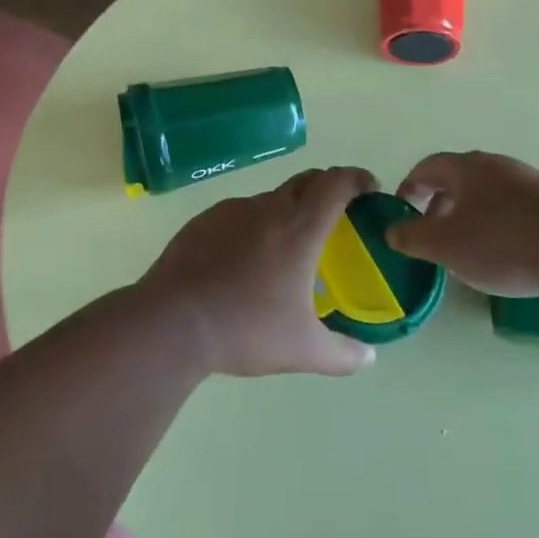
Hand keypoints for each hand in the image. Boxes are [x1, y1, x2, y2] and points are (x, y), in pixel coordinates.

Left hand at [139, 167, 380, 378]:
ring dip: (287, 211)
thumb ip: (342, 355)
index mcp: (299, 229)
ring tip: (285, 249)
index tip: (369, 190)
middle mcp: (267, 209)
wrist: (169, 323)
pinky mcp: (202, 222)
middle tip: (336, 217)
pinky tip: (243, 262)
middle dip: (327, 190)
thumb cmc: (245, 330)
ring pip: (270, 199)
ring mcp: (230, 211)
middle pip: (306, 181)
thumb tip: (368, 358)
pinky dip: (252, 227)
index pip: (336, 183)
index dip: (357, 178)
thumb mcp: (302, 351)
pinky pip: (238, 215)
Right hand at [388, 151, 538, 297]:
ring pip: (488, 195)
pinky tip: (503, 255)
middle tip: (430, 233)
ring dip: (469, 216)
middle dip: (439, 204)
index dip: (409, 186)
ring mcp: (530, 183)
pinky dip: (498, 227)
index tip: (401, 210)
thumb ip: (412, 236)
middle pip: (459, 179)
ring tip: (465, 249)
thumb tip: (392, 230)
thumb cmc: (502, 243)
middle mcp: (498, 166)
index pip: (428, 166)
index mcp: (467, 167)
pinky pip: (514, 210)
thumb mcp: (444, 245)